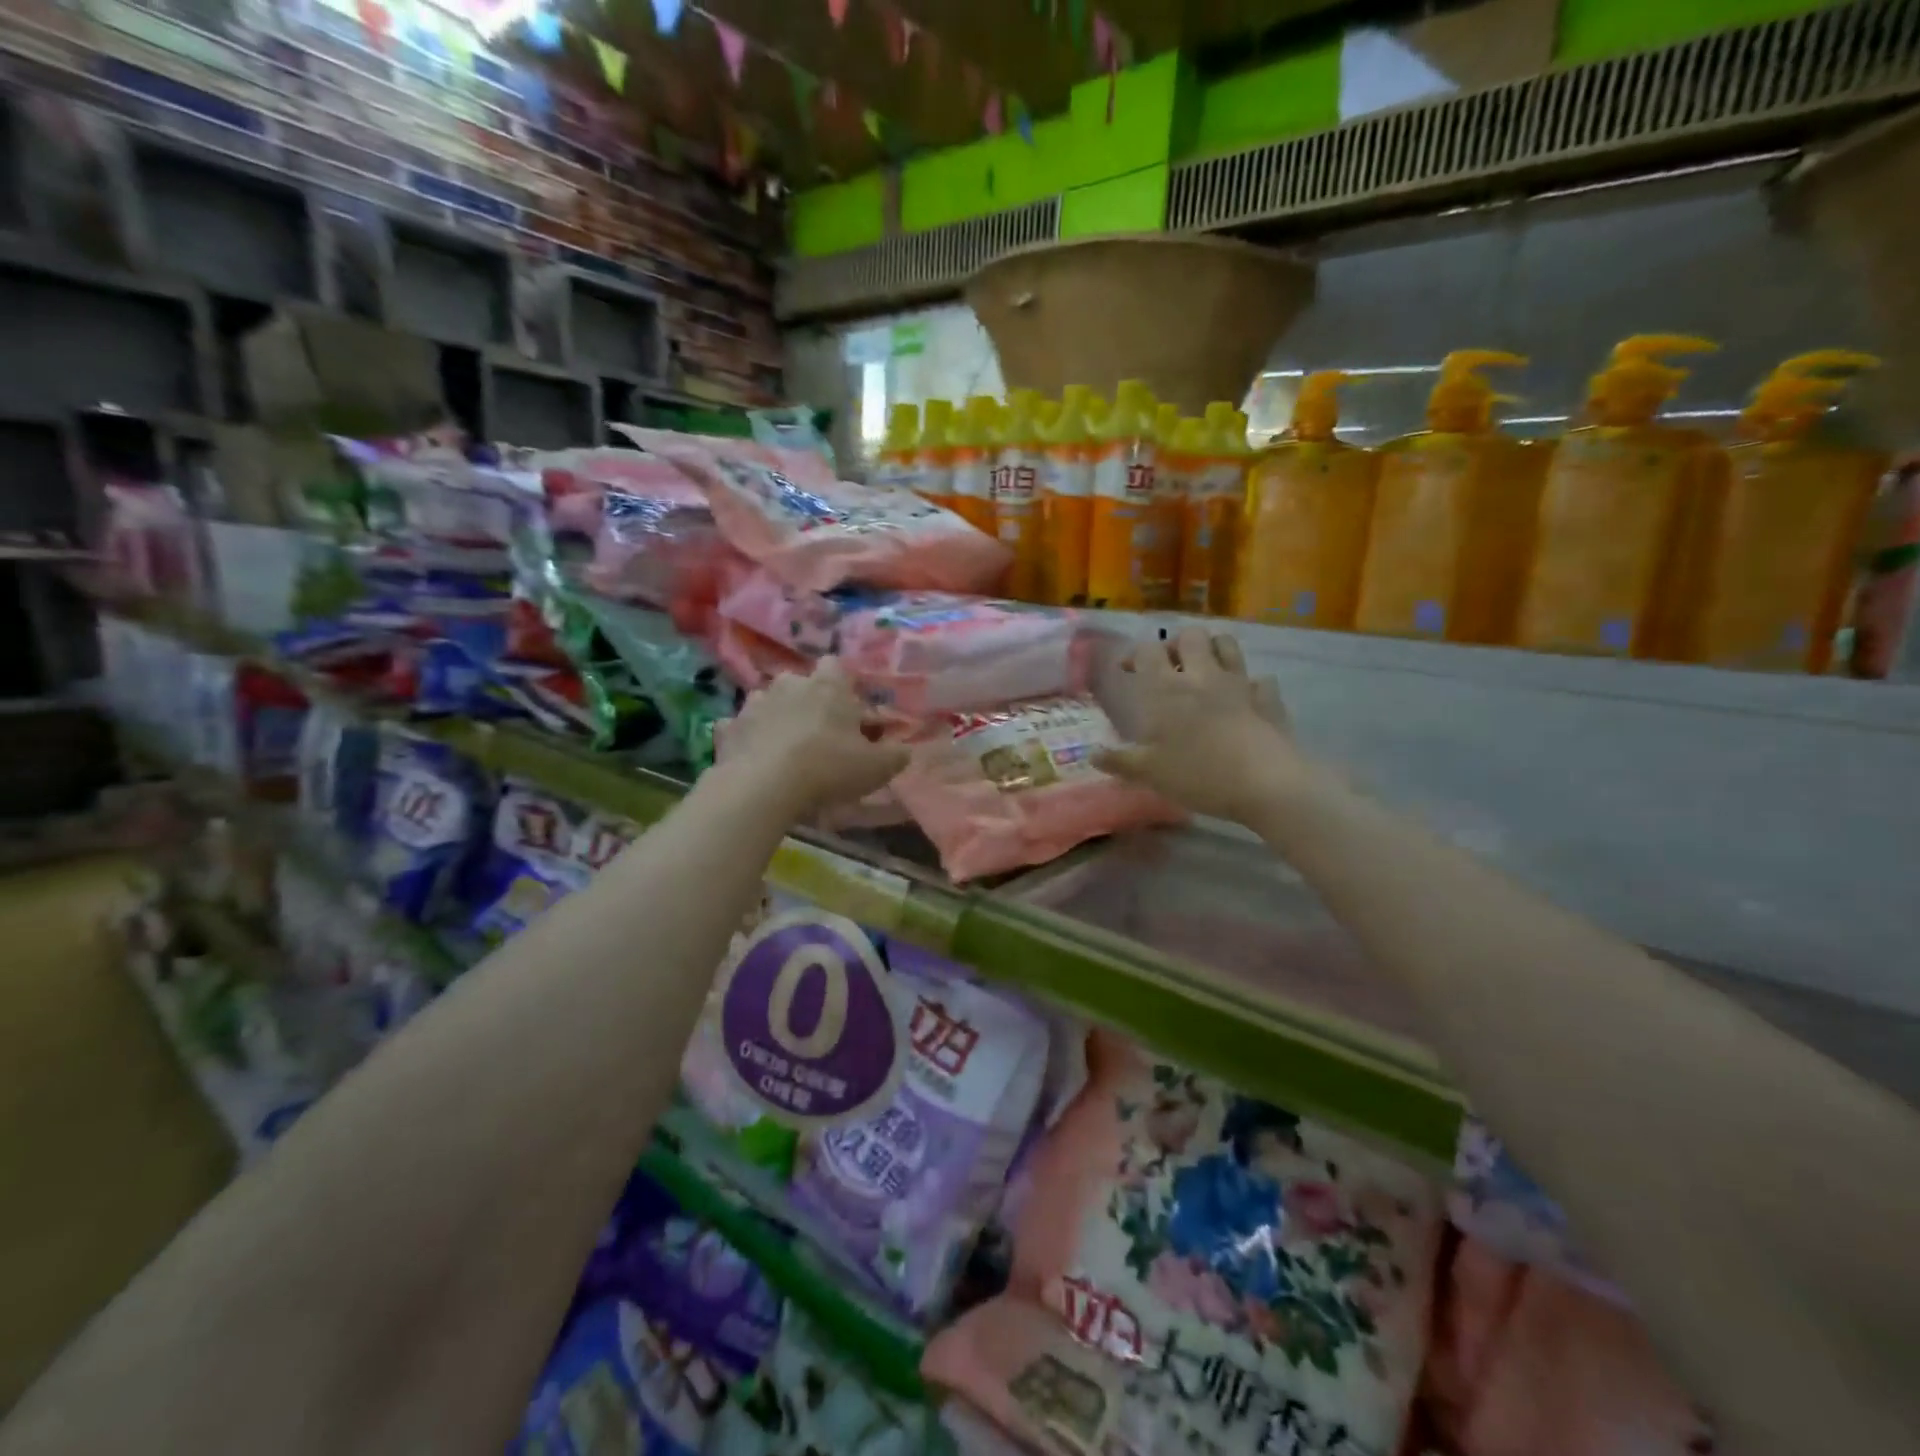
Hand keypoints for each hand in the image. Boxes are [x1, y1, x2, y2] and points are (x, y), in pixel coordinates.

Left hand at [718, 658, 908, 819]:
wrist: (764, 786)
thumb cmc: (829, 767)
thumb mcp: (876, 768)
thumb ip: (895, 756)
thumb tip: (905, 751)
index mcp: (828, 685)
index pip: (837, 665)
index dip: (844, 685)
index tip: (850, 710)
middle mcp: (789, 682)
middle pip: (802, 684)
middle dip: (809, 702)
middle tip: (821, 735)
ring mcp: (754, 702)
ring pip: (769, 702)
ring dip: (777, 718)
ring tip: (786, 750)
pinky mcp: (728, 727)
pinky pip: (741, 728)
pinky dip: (748, 739)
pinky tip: (755, 760)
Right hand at [1096, 627, 1306, 823]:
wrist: (1266, 784)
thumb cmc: (1199, 775)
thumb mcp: (1150, 774)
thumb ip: (1120, 762)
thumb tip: (1092, 755)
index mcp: (1167, 689)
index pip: (1147, 651)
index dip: (1134, 654)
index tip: (1127, 670)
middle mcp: (1202, 676)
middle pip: (1190, 636)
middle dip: (1177, 644)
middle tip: (1169, 667)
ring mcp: (1240, 684)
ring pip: (1227, 645)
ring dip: (1213, 650)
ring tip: (1204, 671)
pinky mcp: (1268, 699)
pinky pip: (1260, 680)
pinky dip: (1250, 684)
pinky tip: (1244, 700)